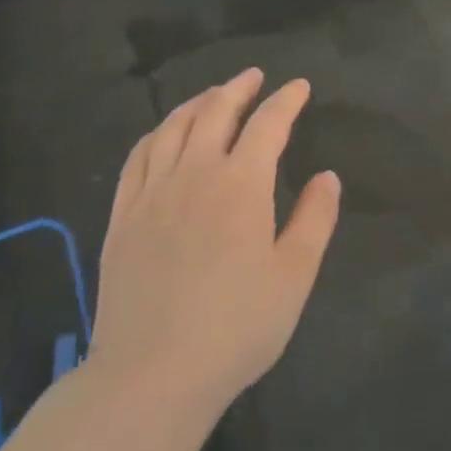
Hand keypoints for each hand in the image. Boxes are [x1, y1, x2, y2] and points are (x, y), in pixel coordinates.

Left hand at [88, 69, 339, 417]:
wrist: (152, 374)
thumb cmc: (236, 327)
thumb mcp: (294, 277)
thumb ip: (314, 219)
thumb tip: (328, 176)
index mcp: (241, 184)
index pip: (267, 124)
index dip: (286, 100)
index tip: (299, 86)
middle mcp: (194, 174)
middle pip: (215, 112)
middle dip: (238, 88)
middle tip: (254, 76)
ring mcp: (152, 192)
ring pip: (173, 127)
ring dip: (197, 103)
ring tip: (212, 95)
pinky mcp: (122, 216)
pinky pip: (137, 157)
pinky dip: (156, 134)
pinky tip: (162, 134)